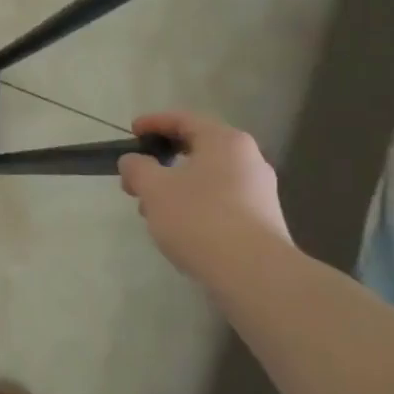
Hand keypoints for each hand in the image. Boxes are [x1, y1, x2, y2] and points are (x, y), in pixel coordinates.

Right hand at [118, 111, 290, 282]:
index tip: (131, 132)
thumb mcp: (154, 188)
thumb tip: (133, 161)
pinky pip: (220, 201)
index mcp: (225, 141)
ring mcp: (259, 192)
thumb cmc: (199, 218)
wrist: (253, 273)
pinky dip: (194, 205)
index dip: (154, 123)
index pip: (184, 120)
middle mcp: (248, 159)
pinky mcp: (261, 221)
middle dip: (162, 161)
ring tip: (149, 208)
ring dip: (175, 186)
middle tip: (136, 177)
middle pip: (197, 149)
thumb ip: (137, 168)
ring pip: (207, 178)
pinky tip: (177, 227)